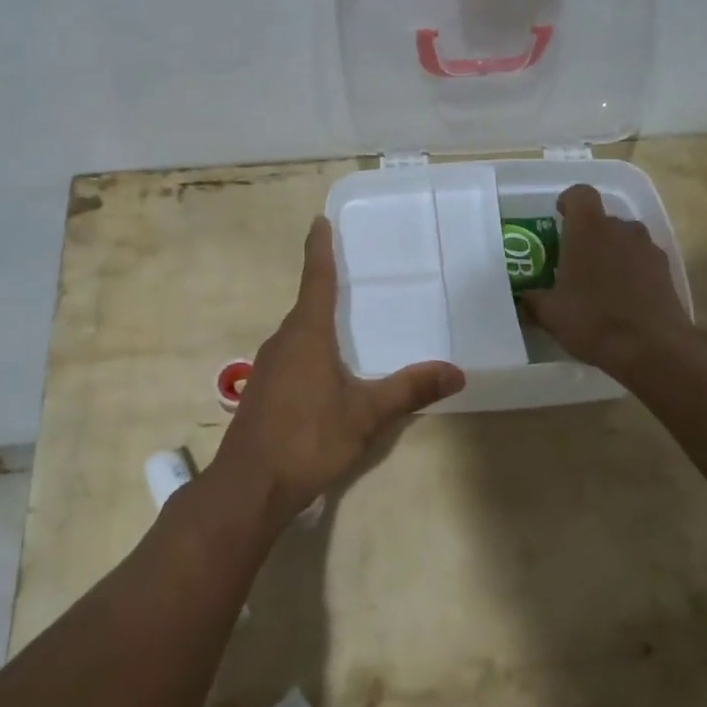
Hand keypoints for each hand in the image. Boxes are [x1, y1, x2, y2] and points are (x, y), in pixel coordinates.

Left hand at [207, 217, 464, 528]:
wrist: (249, 486)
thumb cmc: (308, 438)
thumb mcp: (366, 414)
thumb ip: (410, 389)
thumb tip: (457, 372)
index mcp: (307, 334)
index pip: (316, 278)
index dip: (319, 248)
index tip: (319, 221)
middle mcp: (283, 340)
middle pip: (307, 303)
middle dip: (326, 285)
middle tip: (354, 271)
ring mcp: (267, 366)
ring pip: (298, 332)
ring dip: (319, 320)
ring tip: (348, 320)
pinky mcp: (262, 390)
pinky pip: (291, 354)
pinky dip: (311, 347)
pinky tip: (327, 370)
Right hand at [521, 184, 695, 379]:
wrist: (652, 349)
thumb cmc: (593, 320)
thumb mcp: (550, 314)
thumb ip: (534, 299)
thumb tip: (525, 297)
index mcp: (588, 229)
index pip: (580, 194)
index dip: (569, 202)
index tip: (559, 217)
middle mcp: (621, 229)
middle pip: (603, 219)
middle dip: (588, 235)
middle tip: (573, 261)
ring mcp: (648, 249)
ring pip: (625, 239)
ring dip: (612, 251)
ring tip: (599, 282)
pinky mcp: (667, 271)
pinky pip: (643, 260)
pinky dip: (632, 271)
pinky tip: (623, 299)